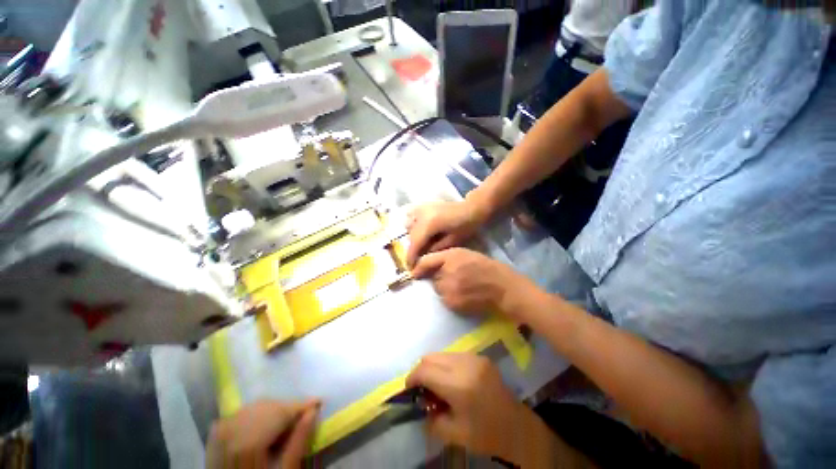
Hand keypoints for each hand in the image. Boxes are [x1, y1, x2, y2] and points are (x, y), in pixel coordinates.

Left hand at [206, 399, 319, 468]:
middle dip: (288, 408)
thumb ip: (298, 442)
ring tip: (287, 420)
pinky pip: (243, 412)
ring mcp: (221, 430)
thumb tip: (314, 412)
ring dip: (274, 409)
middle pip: (268, 406)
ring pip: (256, 406)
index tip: (318, 402)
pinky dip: (258, 414)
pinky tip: (266, 424)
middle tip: (304, 414)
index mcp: (249, 443)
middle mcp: (231, 430)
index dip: (301, 406)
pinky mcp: (216, 432)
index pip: (280, 413)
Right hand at [406, 199, 490, 267]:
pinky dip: (413, 227)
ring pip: (408, 227)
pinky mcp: (422, 207)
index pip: (414, 243)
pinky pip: (411, 219)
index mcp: (429, 224)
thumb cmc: (465, 226)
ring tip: (420, 247)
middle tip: (415, 260)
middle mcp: (421, 215)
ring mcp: (420, 209)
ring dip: (412, 238)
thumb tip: (421, 258)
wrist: (470, 208)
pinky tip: (421, 233)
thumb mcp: (451, 242)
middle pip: (410, 236)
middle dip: (411, 249)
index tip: (410, 268)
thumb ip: (434, 250)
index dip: (411, 257)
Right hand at [406, 353, 544, 463]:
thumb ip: (431, 419)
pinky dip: (446, 365)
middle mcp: (465, 364)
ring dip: (434, 367)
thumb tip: (419, 405)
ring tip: (438, 385)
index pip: (425, 370)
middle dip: (421, 371)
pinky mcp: (480, 356)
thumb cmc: (486, 434)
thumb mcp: (454, 434)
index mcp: (459, 385)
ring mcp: (474, 357)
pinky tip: (452, 380)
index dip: (412, 378)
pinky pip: (454, 355)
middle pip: (431, 356)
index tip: (409, 390)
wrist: (517, 427)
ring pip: (442, 353)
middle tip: (422, 389)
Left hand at [411, 248, 530, 316]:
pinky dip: (450, 297)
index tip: (415, 272)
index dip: (419, 267)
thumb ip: (446, 257)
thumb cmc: (486, 267)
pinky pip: (445, 299)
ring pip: (438, 289)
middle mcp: (446, 272)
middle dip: (439, 276)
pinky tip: (464, 295)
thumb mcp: (466, 254)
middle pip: (432, 276)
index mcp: (451, 256)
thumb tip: (429, 266)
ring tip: (461, 286)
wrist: (503, 288)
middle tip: (455, 277)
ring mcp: (448, 289)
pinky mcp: (452, 303)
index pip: (426, 261)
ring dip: (444, 288)